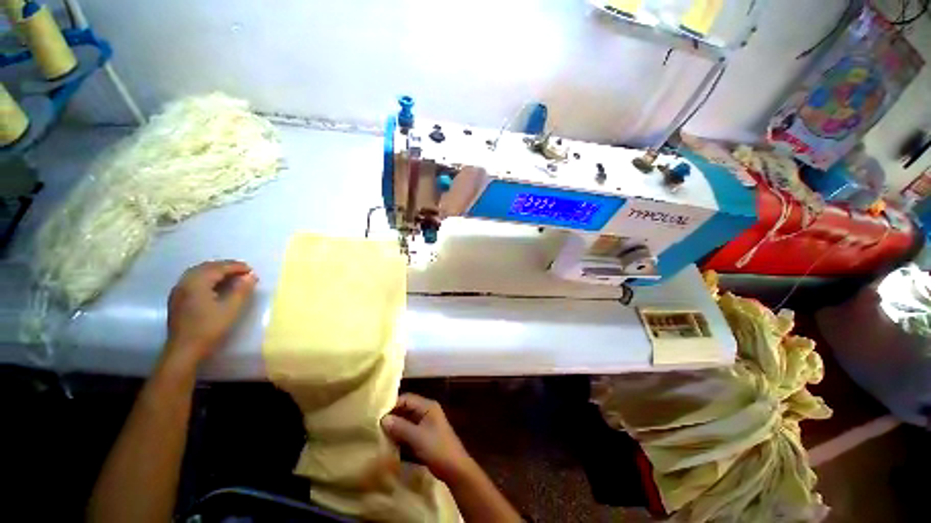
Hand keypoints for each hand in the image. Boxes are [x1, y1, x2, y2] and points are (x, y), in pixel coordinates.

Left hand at [165, 260, 257, 364]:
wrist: (185, 350)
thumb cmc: (209, 328)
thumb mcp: (231, 309)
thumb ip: (242, 290)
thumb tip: (251, 276)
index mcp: (197, 282)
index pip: (218, 268)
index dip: (236, 267)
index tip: (251, 270)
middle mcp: (185, 282)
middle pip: (206, 267)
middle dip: (225, 266)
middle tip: (243, 271)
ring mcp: (179, 291)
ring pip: (198, 273)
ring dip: (216, 271)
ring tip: (231, 276)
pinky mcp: (178, 300)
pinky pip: (193, 280)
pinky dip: (207, 278)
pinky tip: (215, 285)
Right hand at [381, 393, 475, 483]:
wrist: (455, 468)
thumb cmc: (438, 448)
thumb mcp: (417, 437)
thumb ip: (400, 427)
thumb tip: (383, 419)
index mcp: (428, 406)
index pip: (406, 399)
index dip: (392, 405)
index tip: (376, 415)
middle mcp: (426, 411)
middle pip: (406, 409)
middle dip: (392, 416)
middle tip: (375, 425)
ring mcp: (425, 424)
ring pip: (406, 421)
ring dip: (395, 427)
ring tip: (378, 434)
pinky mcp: (424, 436)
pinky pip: (408, 431)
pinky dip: (399, 435)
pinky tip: (388, 442)